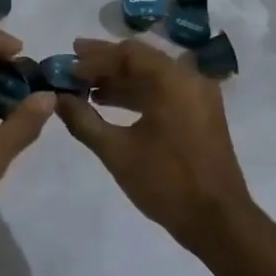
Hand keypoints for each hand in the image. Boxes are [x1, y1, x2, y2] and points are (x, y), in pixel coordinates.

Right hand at [55, 38, 253, 250]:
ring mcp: (199, 96)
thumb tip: (57, 99)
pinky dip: (138, 93)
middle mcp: (189, 79)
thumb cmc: (166, 182)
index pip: (127, 54)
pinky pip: (165, 91)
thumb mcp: (116, 152)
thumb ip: (83, 121)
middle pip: (141, 59)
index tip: (67, 67)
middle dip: (106, 62)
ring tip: (86, 89)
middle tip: (73, 62)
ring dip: (120, 79)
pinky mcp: (201, 114)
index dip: (94, 59)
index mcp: (172, 81)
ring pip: (153, 75)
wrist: (218, 221)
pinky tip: (111, 105)